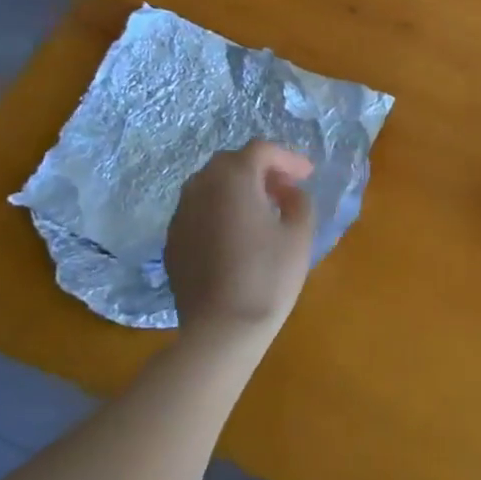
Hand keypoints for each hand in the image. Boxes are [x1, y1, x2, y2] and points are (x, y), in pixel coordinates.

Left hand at [165, 142, 316, 343]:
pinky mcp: (172, 241)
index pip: (260, 150)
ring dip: (237, 188)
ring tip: (261, 209)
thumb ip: (299, 201)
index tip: (308, 175)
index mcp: (233, 179)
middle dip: (260, 169)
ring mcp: (180, 214)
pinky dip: (218, 210)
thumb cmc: (268, 277)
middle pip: (231, 162)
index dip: (287, 158)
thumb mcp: (299, 235)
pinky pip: (198, 211)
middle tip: (285, 188)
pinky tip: (235, 235)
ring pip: (209, 185)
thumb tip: (288, 192)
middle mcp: (200, 187)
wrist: (221, 329)